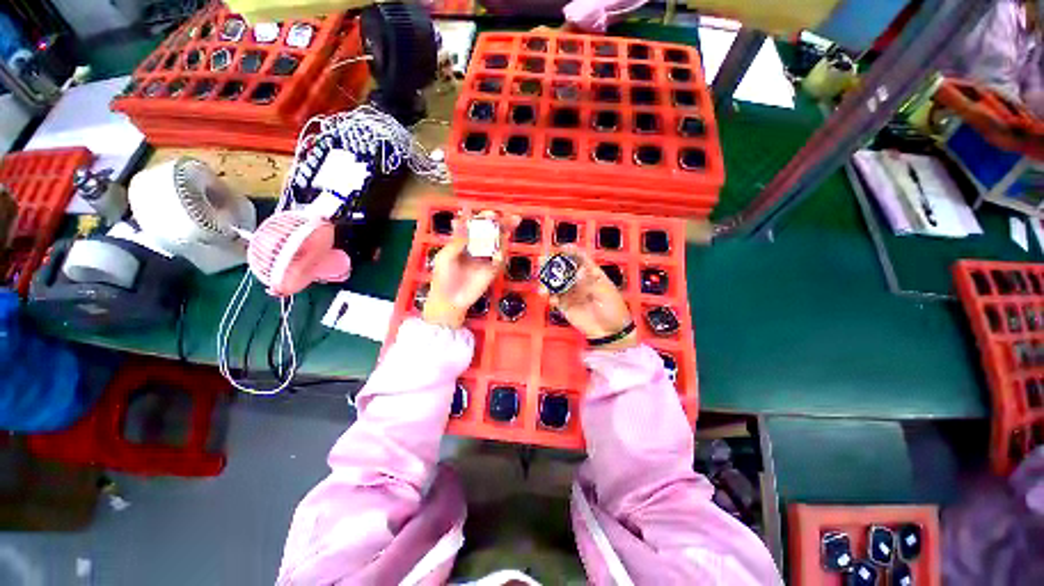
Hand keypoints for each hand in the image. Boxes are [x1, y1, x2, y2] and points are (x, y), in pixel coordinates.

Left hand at [423, 212, 509, 327]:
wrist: (449, 300)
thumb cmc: (443, 278)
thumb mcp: (445, 257)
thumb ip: (457, 241)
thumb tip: (468, 225)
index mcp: (463, 242)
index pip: (476, 226)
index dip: (483, 219)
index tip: (490, 214)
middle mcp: (476, 248)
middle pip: (491, 233)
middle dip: (501, 224)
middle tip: (511, 217)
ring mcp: (485, 259)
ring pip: (498, 244)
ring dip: (505, 236)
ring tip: (509, 229)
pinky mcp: (492, 270)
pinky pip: (500, 260)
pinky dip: (502, 255)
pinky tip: (499, 253)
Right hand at [542, 247, 636, 349]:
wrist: (610, 332)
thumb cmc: (613, 309)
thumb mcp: (605, 293)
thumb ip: (590, 282)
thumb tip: (579, 271)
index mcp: (591, 273)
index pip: (580, 258)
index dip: (570, 251)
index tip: (561, 248)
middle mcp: (579, 280)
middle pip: (564, 268)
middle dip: (553, 263)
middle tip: (543, 260)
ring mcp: (571, 293)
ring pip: (556, 282)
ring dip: (547, 280)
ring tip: (542, 280)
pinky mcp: (565, 305)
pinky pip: (554, 298)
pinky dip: (550, 296)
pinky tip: (549, 298)